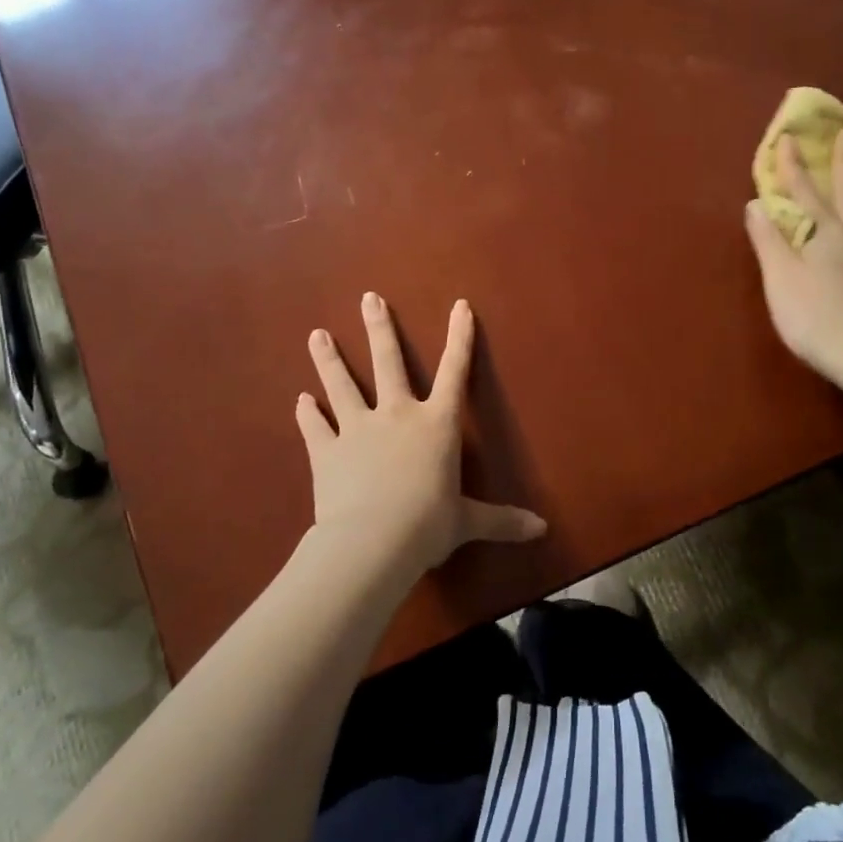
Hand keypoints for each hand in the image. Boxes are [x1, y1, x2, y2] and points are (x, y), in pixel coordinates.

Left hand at [296, 293, 545, 579]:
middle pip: (388, 362)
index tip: (459, 306)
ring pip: (341, 385)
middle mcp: (397, 415)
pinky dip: (307, 414)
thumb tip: (542, 530)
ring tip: (316, 334)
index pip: (455, 373)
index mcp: (436, 425)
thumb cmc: (428, 526)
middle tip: (368, 298)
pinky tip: (300, 401)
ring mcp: (358, 429)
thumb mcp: (468, 522)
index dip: (459, 338)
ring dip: (329, 360)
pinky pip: (315, 428)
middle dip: (379, 328)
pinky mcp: (327, 452)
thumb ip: (501, 520)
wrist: (372, 542)